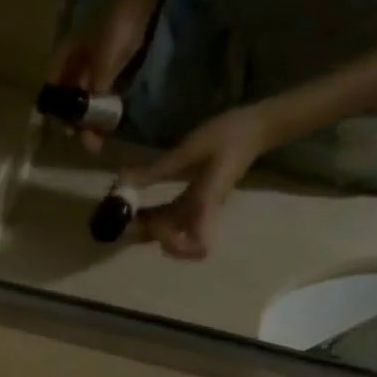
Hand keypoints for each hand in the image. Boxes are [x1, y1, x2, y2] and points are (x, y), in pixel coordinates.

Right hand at [47, 0, 153, 153]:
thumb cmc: (117, 24)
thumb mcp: (104, 62)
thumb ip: (96, 92)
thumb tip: (93, 125)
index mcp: (63, 62)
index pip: (54, 97)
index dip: (61, 118)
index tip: (73, 135)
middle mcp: (73, 66)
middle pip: (70, 102)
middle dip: (79, 123)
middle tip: (91, 144)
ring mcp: (91, 66)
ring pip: (86, 99)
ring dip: (92, 118)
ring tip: (101, 136)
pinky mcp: (109, 66)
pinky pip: (101, 93)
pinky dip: (104, 106)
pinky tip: (110, 119)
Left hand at [125, 102, 275, 260]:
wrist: (256, 128)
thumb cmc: (229, 136)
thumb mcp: (189, 150)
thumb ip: (156, 170)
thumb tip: (122, 182)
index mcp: (204, 204)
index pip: (198, 245)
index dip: (177, 249)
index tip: (153, 229)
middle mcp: (200, 213)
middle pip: (174, 242)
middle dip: (146, 236)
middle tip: (121, 220)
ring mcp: (197, 209)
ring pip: (169, 231)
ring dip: (146, 228)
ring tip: (123, 212)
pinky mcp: (194, 203)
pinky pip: (171, 218)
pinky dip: (152, 217)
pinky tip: (135, 204)